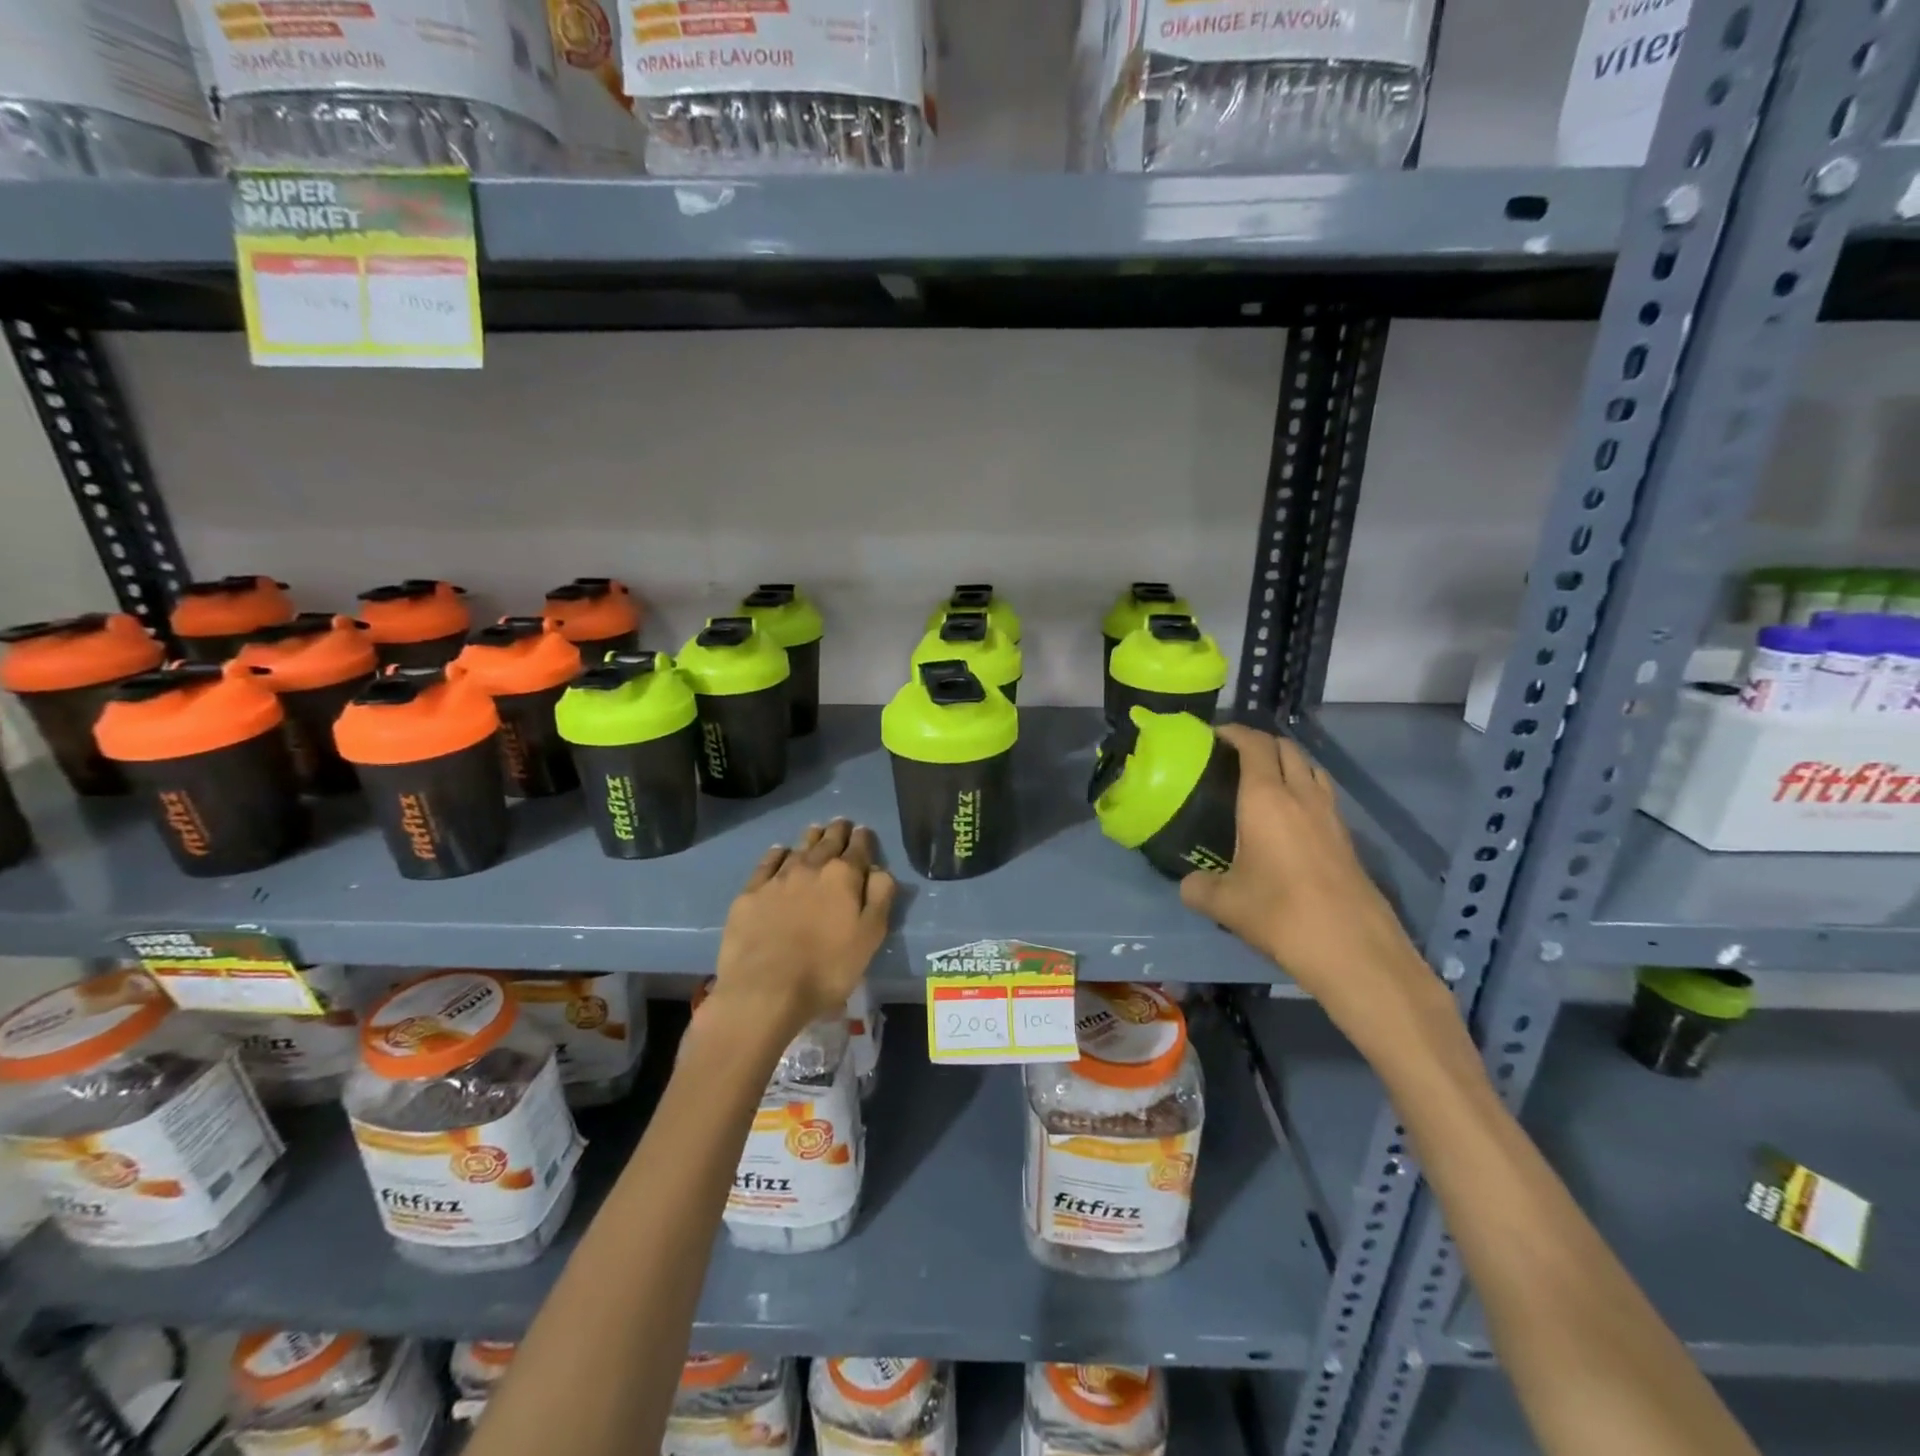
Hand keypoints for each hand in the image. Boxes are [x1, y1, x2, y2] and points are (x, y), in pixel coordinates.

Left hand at [709, 819, 895, 1041]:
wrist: (764, 990)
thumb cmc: (827, 968)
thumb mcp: (870, 937)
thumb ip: (879, 897)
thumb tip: (879, 868)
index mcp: (844, 876)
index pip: (859, 848)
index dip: (863, 838)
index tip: (864, 832)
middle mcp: (811, 867)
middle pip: (828, 842)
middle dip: (838, 831)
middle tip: (842, 824)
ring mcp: (777, 878)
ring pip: (799, 848)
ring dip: (811, 838)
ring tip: (816, 831)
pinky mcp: (750, 894)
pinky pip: (768, 863)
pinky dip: (778, 854)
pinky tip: (780, 851)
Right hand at [1179, 727, 1435, 1026]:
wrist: (1352, 948)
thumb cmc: (1280, 914)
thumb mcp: (1224, 904)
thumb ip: (1198, 887)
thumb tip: (1188, 883)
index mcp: (1266, 799)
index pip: (1254, 745)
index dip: (1234, 732)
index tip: (1214, 735)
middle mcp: (1302, 796)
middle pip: (1287, 749)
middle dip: (1261, 743)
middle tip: (1234, 756)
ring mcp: (1331, 816)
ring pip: (1311, 769)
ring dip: (1288, 763)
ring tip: (1264, 780)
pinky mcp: (1348, 838)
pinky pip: (1323, 796)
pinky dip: (1304, 791)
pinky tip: (1289, 820)